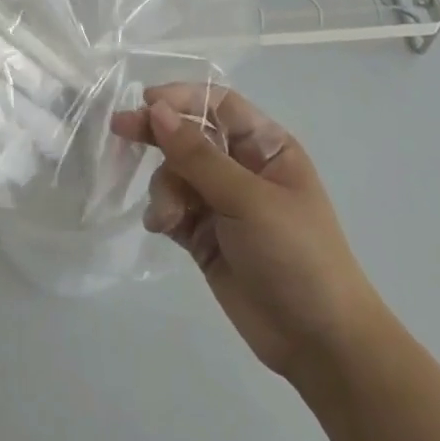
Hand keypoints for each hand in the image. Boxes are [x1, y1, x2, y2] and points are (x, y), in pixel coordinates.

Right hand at [112, 84, 382, 383]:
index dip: (183, 98)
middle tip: (120, 130)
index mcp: (266, 148)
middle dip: (159, 134)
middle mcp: (242, 168)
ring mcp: (221, 202)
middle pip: (190, 135)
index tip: (147, 104)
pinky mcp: (204, 235)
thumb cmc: (297, 255)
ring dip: (164, 187)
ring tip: (169, 216)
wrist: (318, 342)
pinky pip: (171, 207)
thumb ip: (198, 155)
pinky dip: (162, 212)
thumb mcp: (248, 199)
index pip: (219, 105)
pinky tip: (163, 227)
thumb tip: (156, 110)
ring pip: (175, 173)